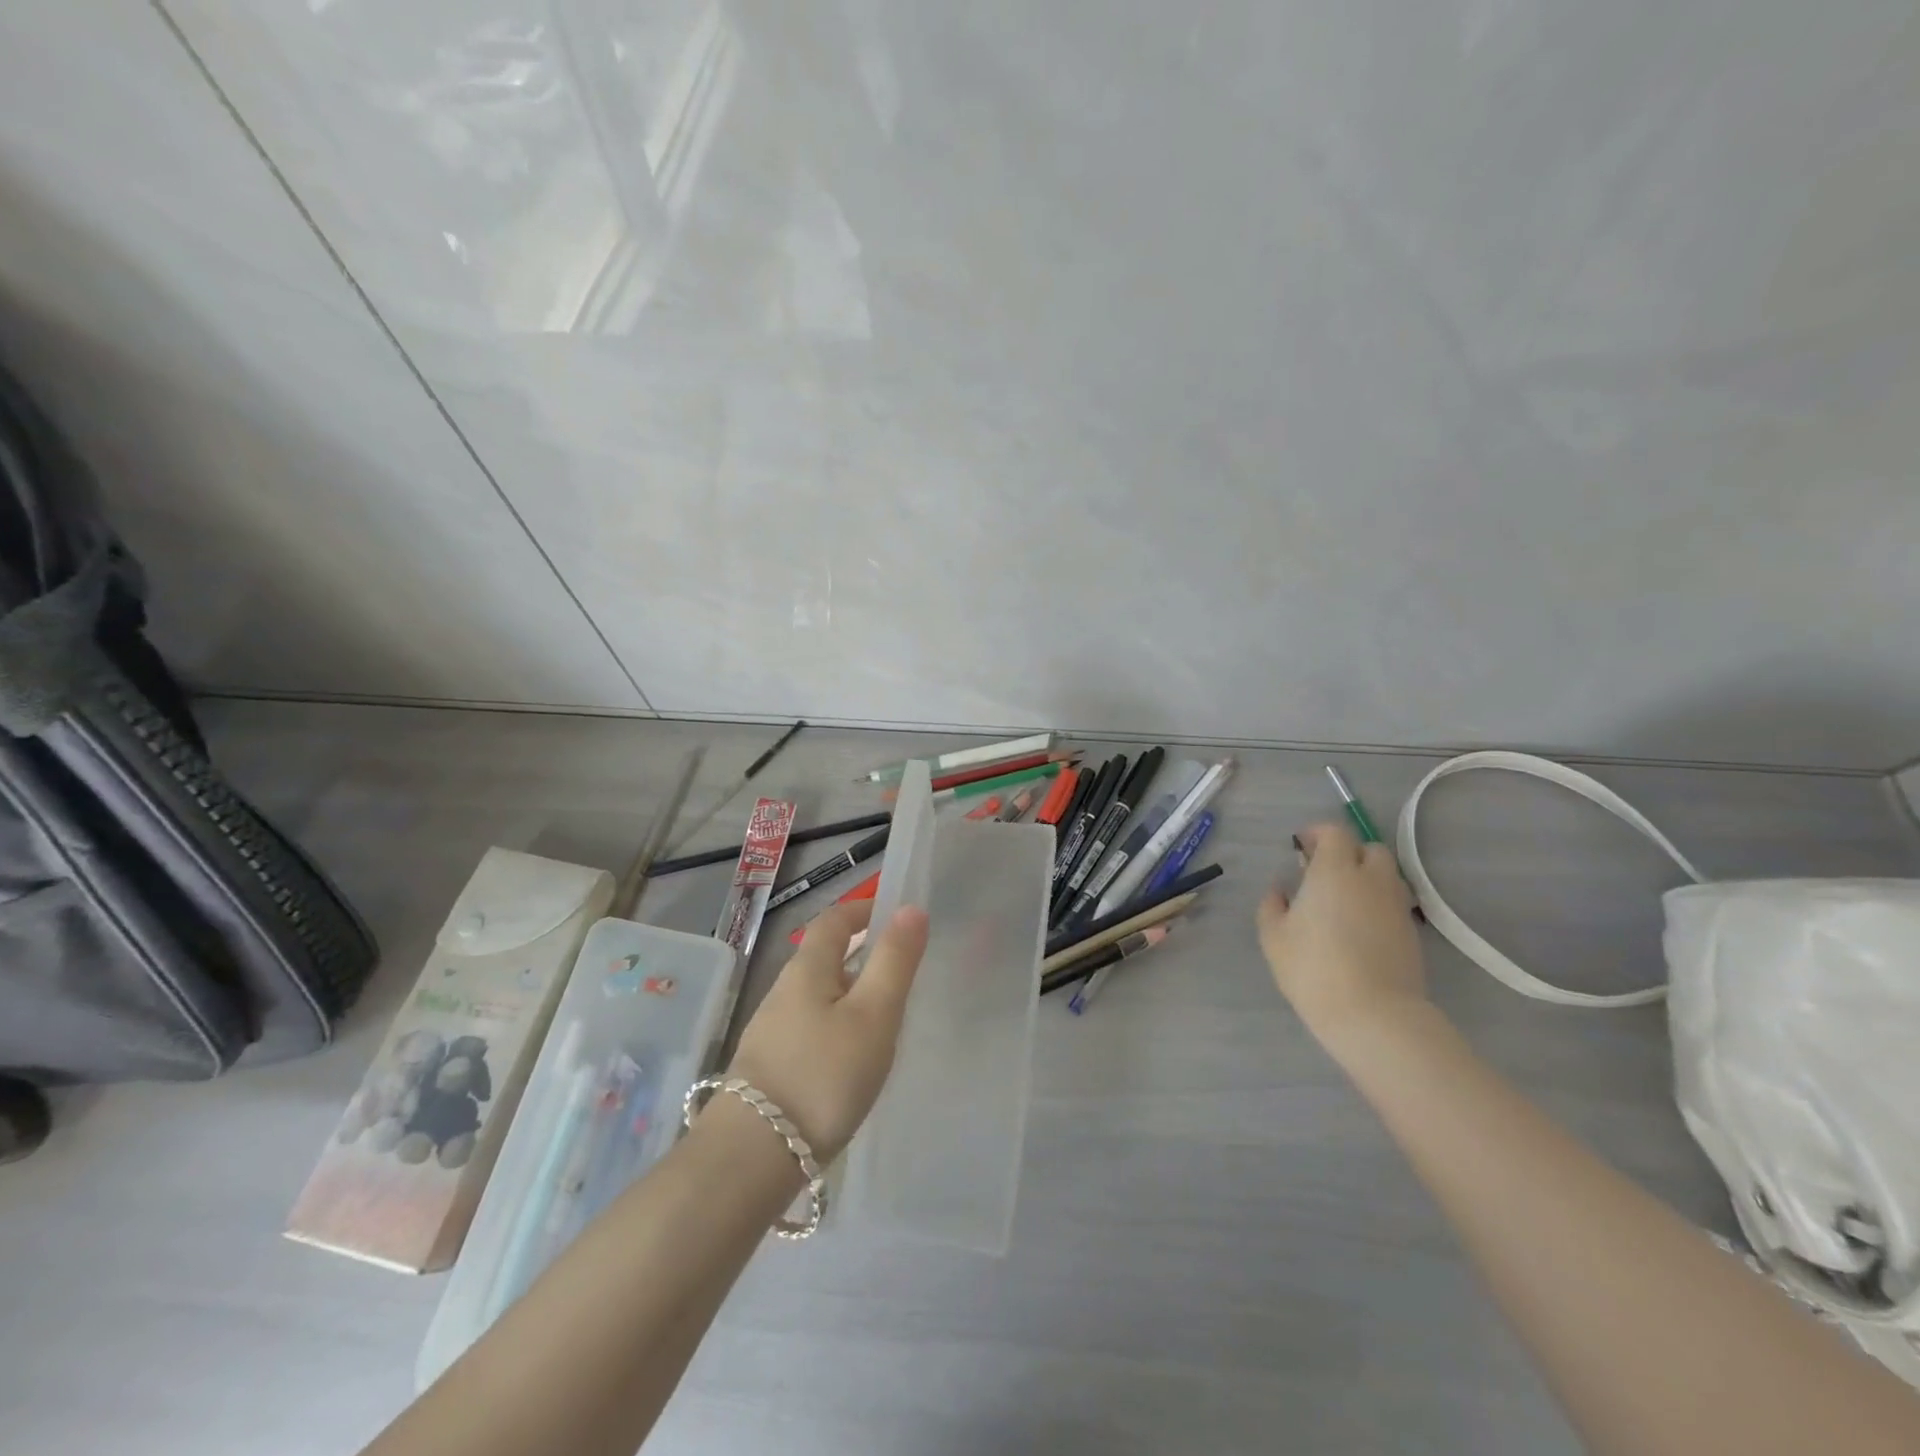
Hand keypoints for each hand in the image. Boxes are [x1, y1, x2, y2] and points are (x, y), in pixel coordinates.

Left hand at [724, 900, 929, 1162]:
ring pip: (816, 996)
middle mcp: (782, 992)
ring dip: (848, 995)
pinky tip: (850, 1060)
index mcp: (807, 969)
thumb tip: (910, 908)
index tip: (894, 914)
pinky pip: (809, 1029)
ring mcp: (770, 1031)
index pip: (834, 920)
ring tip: (883, 1019)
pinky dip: (835, 1027)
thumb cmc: (823, 1075)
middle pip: (823, 958)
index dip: (863, 909)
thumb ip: (894, 961)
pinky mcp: (767, 1068)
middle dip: (860, 955)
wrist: (752, 1158)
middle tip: (900, 971)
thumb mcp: (873, 1015)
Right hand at [1257, 821, 1426, 1048]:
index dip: (1317, 834)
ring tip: (1345, 899)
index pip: (1335, 833)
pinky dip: (1378, 902)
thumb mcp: (1273, 937)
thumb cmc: (1314, 969)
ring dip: (1367, 876)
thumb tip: (1280, 891)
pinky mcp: (1411, 932)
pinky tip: (1360, 926)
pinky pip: (1394, 902)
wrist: (1373, 1015)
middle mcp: (1371, 880)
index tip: (1301, 846)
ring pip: (1387, 875)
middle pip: (1370, 848)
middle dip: (1349, 852)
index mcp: (1335, 872)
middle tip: (1325, 872)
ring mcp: (1396, 906)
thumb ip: (1272, 905)